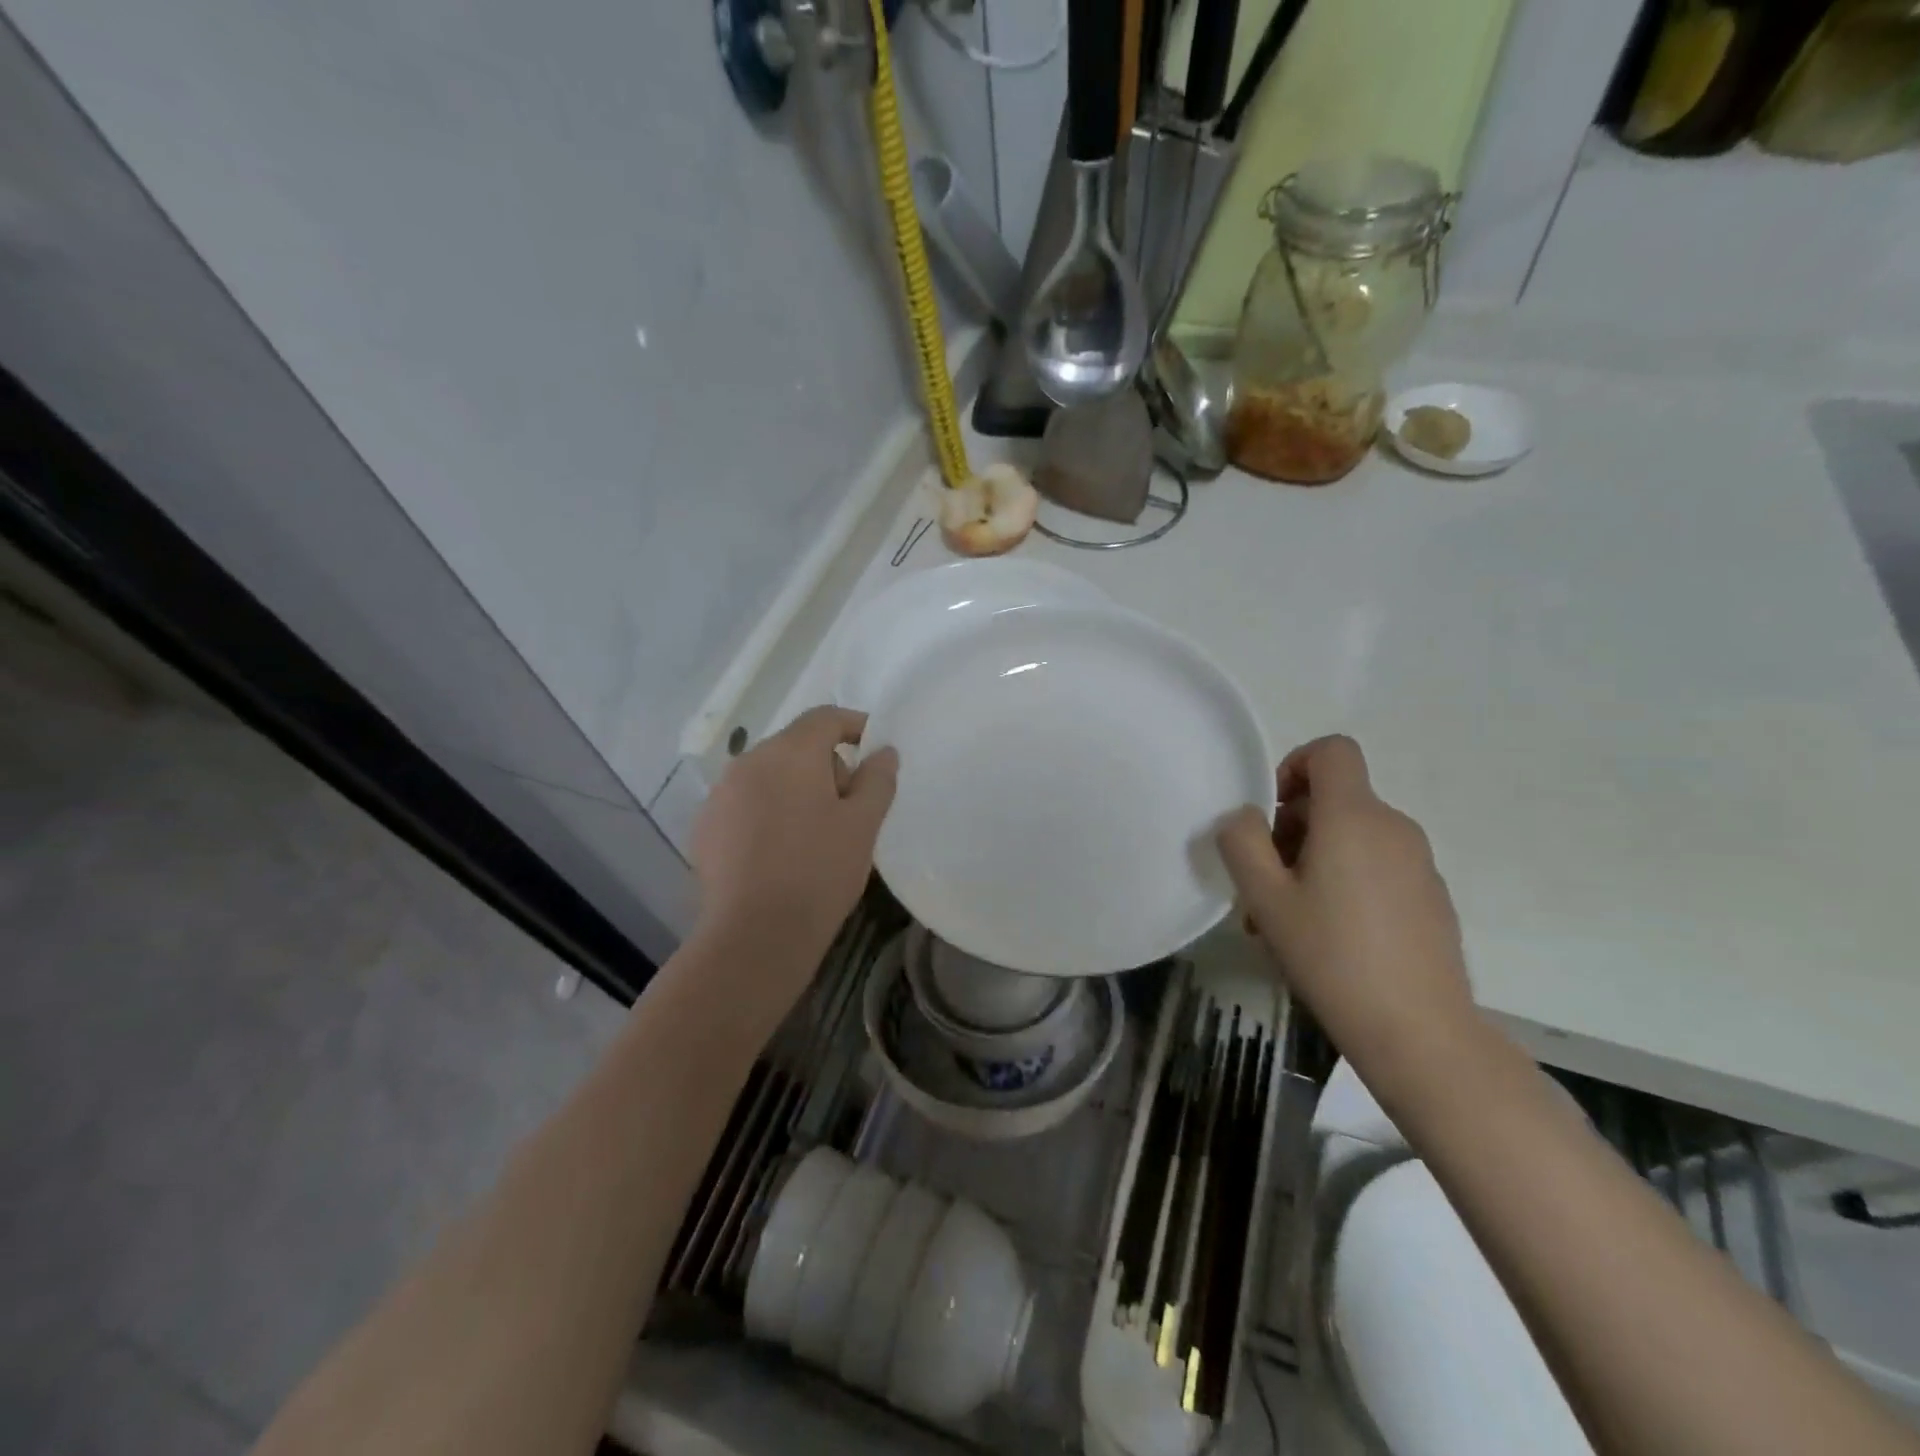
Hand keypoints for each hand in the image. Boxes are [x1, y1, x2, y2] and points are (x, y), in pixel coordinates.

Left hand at [691, 706, 897, 979]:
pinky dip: (767, 813)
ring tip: (814, 834)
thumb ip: (878, 778)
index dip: (854, 726)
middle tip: (850, 808)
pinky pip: (745, 804)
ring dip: (795, 790)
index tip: (874, 750)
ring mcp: (720, 794)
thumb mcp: (863, 824)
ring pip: (768, 776)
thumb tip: (884, 751)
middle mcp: (748, 762)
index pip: (825, 718)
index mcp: (790, 752)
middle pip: (796, 746)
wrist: (754, 935)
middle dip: (826, 766)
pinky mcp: (705, 827)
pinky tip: (779, 853)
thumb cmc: (819, 871)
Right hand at [1217, 735, 1474, 1073]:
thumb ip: (1242, 842)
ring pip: (1352, 838)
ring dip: (1312, 861)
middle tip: (1263, 884)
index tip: (1272, 813)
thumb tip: (1246, 817)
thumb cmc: (1331, 955)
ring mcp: (1419, 864)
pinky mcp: (1431, 898)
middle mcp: (1393, 827)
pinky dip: (1344, 882)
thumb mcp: (1265, 897)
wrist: (1419, 1032)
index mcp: (1354, 816)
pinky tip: (1327, 937)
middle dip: (1291, 828)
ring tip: (1286, 919)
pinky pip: (1376, 867)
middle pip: (1335, 799)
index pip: (1332, 750)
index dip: (1294, 765)